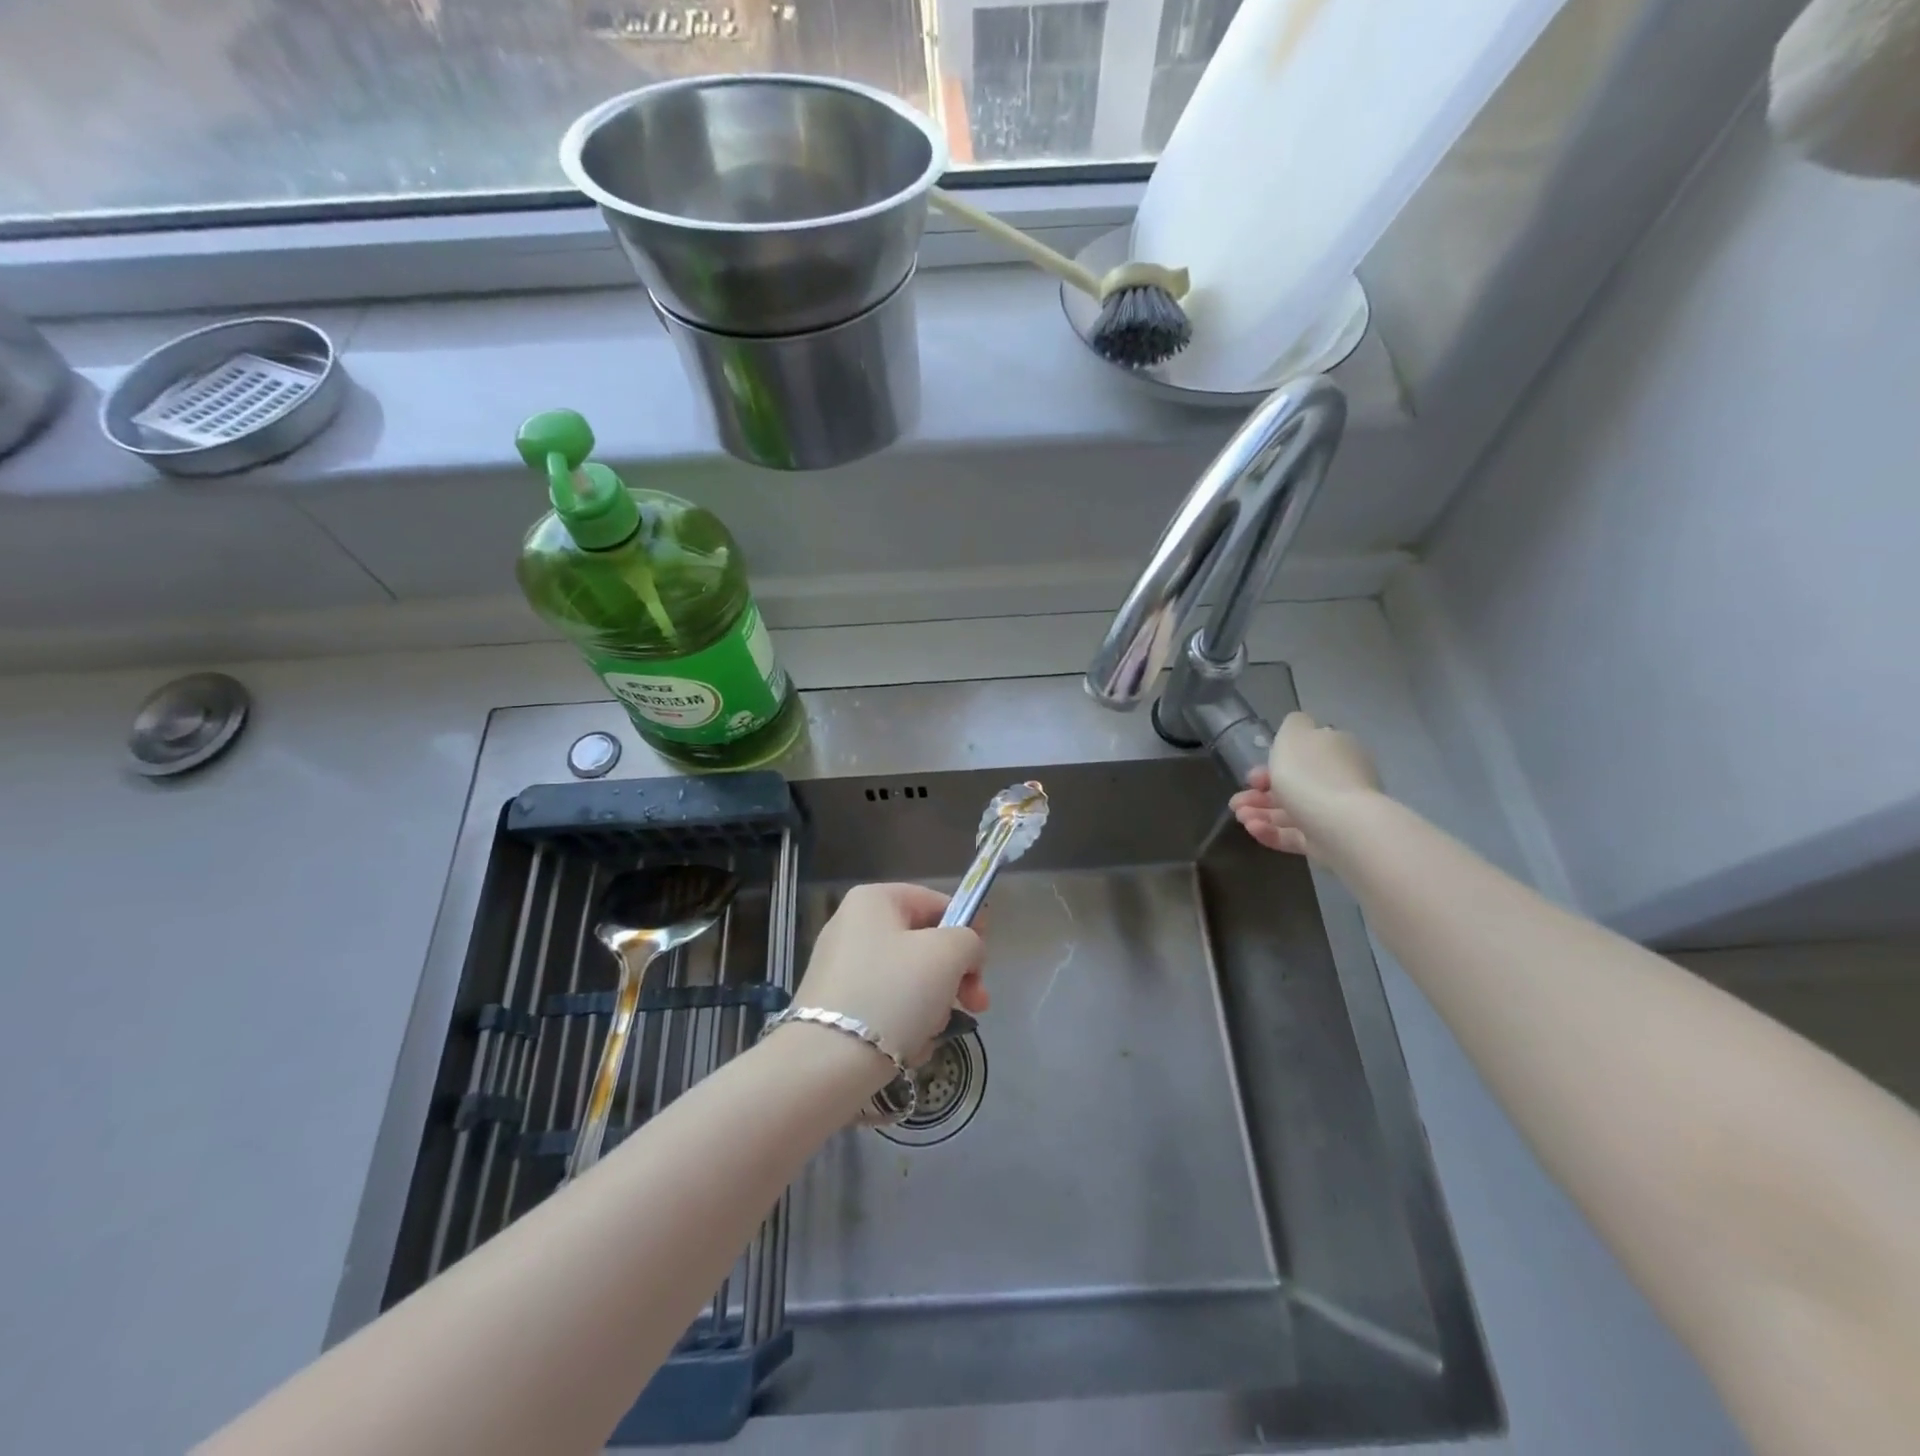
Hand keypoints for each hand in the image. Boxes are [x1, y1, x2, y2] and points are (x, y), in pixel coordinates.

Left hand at [791, 883, 987, 1065]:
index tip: (983, 965)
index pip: (937, 902)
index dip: (968, 929)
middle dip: (954, 978)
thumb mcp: (948, 954)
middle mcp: (852, 926)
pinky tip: (907, 1048)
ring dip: (931, 1007)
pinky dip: (904, 1027)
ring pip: (909, 981)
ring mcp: (841, 968)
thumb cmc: (893, 993)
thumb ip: (969, 940)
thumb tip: (967, 953)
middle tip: (975, 1005)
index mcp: (874, 900)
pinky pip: (886, 1008)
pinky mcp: (836, 1007)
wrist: (827, 1063)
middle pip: (924, 945)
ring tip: (930, 1032)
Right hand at [1228, 711, 1381, 856]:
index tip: (1250, 776)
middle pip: (1294, 784)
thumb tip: (1297, 726)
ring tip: (1240, 818)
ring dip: (1260, 812)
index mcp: (1335, 750)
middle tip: (1236, 802)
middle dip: (1259, 793)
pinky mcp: (1329, 841)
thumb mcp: (1294, 734)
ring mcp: (1335, 813)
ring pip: (1291, 811)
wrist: (1342, 826)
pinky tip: (1252, 829)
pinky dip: (1272, 832)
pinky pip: (1296, 835)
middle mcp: (1339, 779)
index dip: (1272, 763)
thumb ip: (1292, 725)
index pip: (1303, 754)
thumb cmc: (1311, 774)